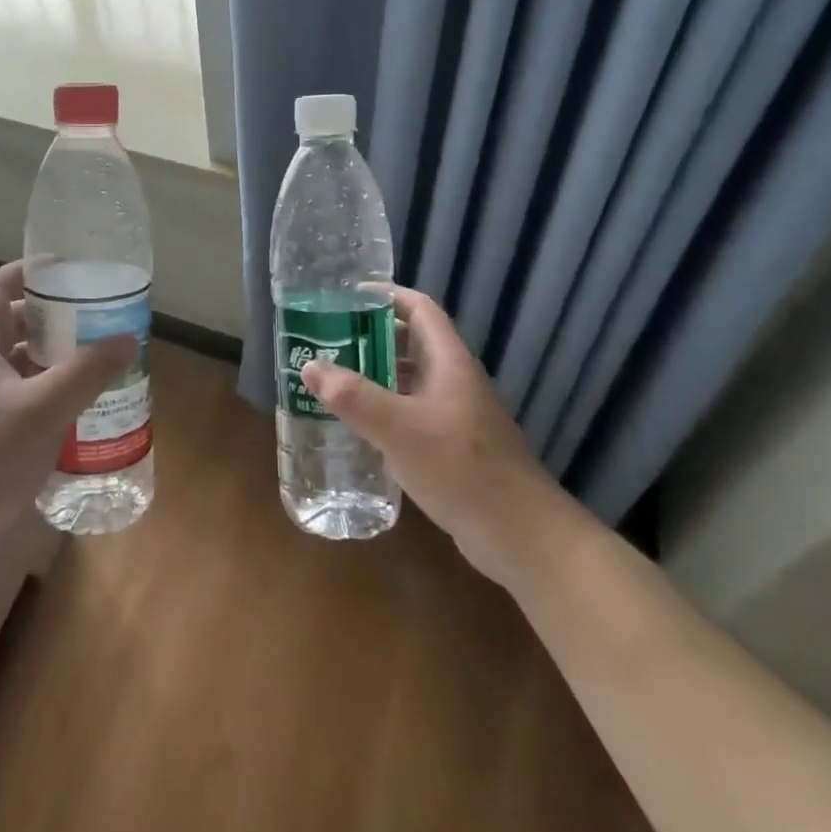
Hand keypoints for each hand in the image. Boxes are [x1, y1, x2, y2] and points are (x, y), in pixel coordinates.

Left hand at [0, 261, 135, 604]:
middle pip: (13, 328)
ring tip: (101, 359)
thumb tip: (128, 338)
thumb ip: (85, 373)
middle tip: (98, 316)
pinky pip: (27, 406)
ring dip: (58, 362)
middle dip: (54, 319)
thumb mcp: (40, 410)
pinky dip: (55, 400)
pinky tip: (87, 411)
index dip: (26, 271)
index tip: (67, 268)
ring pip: (23, 370)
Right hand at [300, 287, 566, 584]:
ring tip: (332, 379)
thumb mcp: (399, 429)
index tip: (346, 297)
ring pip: (410, 381)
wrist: (521, 536)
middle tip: (327, 340)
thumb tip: (309, 366)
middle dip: (370, 337)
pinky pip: (412, 414)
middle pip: (411, 343)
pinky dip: (384, 411)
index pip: (420, 309)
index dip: (387, 295)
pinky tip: (358, 427)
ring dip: (375, 376)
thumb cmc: (461, 469)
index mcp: (449, 362)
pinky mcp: (453, 447)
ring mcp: (456, 415)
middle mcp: (454, 381)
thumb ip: (353, 397)